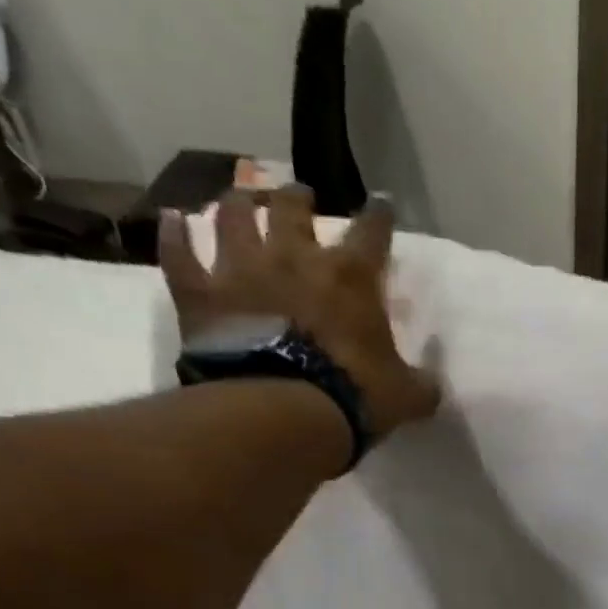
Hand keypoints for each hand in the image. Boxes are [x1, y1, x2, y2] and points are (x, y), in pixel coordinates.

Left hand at [158, 187, 439, 438]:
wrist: (282, 412)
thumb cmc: (353, 396)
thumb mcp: (405, 397)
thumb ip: (422, 385)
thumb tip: (434, 385)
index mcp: (350, 278)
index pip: (372, 231)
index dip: (379, 215)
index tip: (381, 203)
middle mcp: (293, 257)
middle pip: (293, 207)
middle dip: (298, 198)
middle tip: (300, 196)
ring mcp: (241, 269)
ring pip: (234, 215)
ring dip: (239, 203)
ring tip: (242, 199)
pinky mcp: (199, 292)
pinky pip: (178, 252)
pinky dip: (174, 235)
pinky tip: (173, 221)